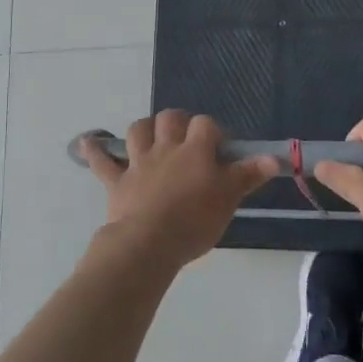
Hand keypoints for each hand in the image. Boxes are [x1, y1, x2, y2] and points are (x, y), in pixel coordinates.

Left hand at [80, 111, 279, 266]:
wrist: (149, 243)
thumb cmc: (194, 221)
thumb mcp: (228, 199)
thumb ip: (248, 175)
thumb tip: (275, 157)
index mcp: (195, 151)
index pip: (206, 125)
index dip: (213, 131)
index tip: (220, 148)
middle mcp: (166, 148)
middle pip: (170, 118)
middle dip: (178, 121)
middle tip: (186, 138)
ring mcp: (139, 163)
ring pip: (139, 131)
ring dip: (145, 129)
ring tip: (151, 136)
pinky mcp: (117, 181)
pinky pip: (102, 161)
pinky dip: (94, 151)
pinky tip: (87, 143)